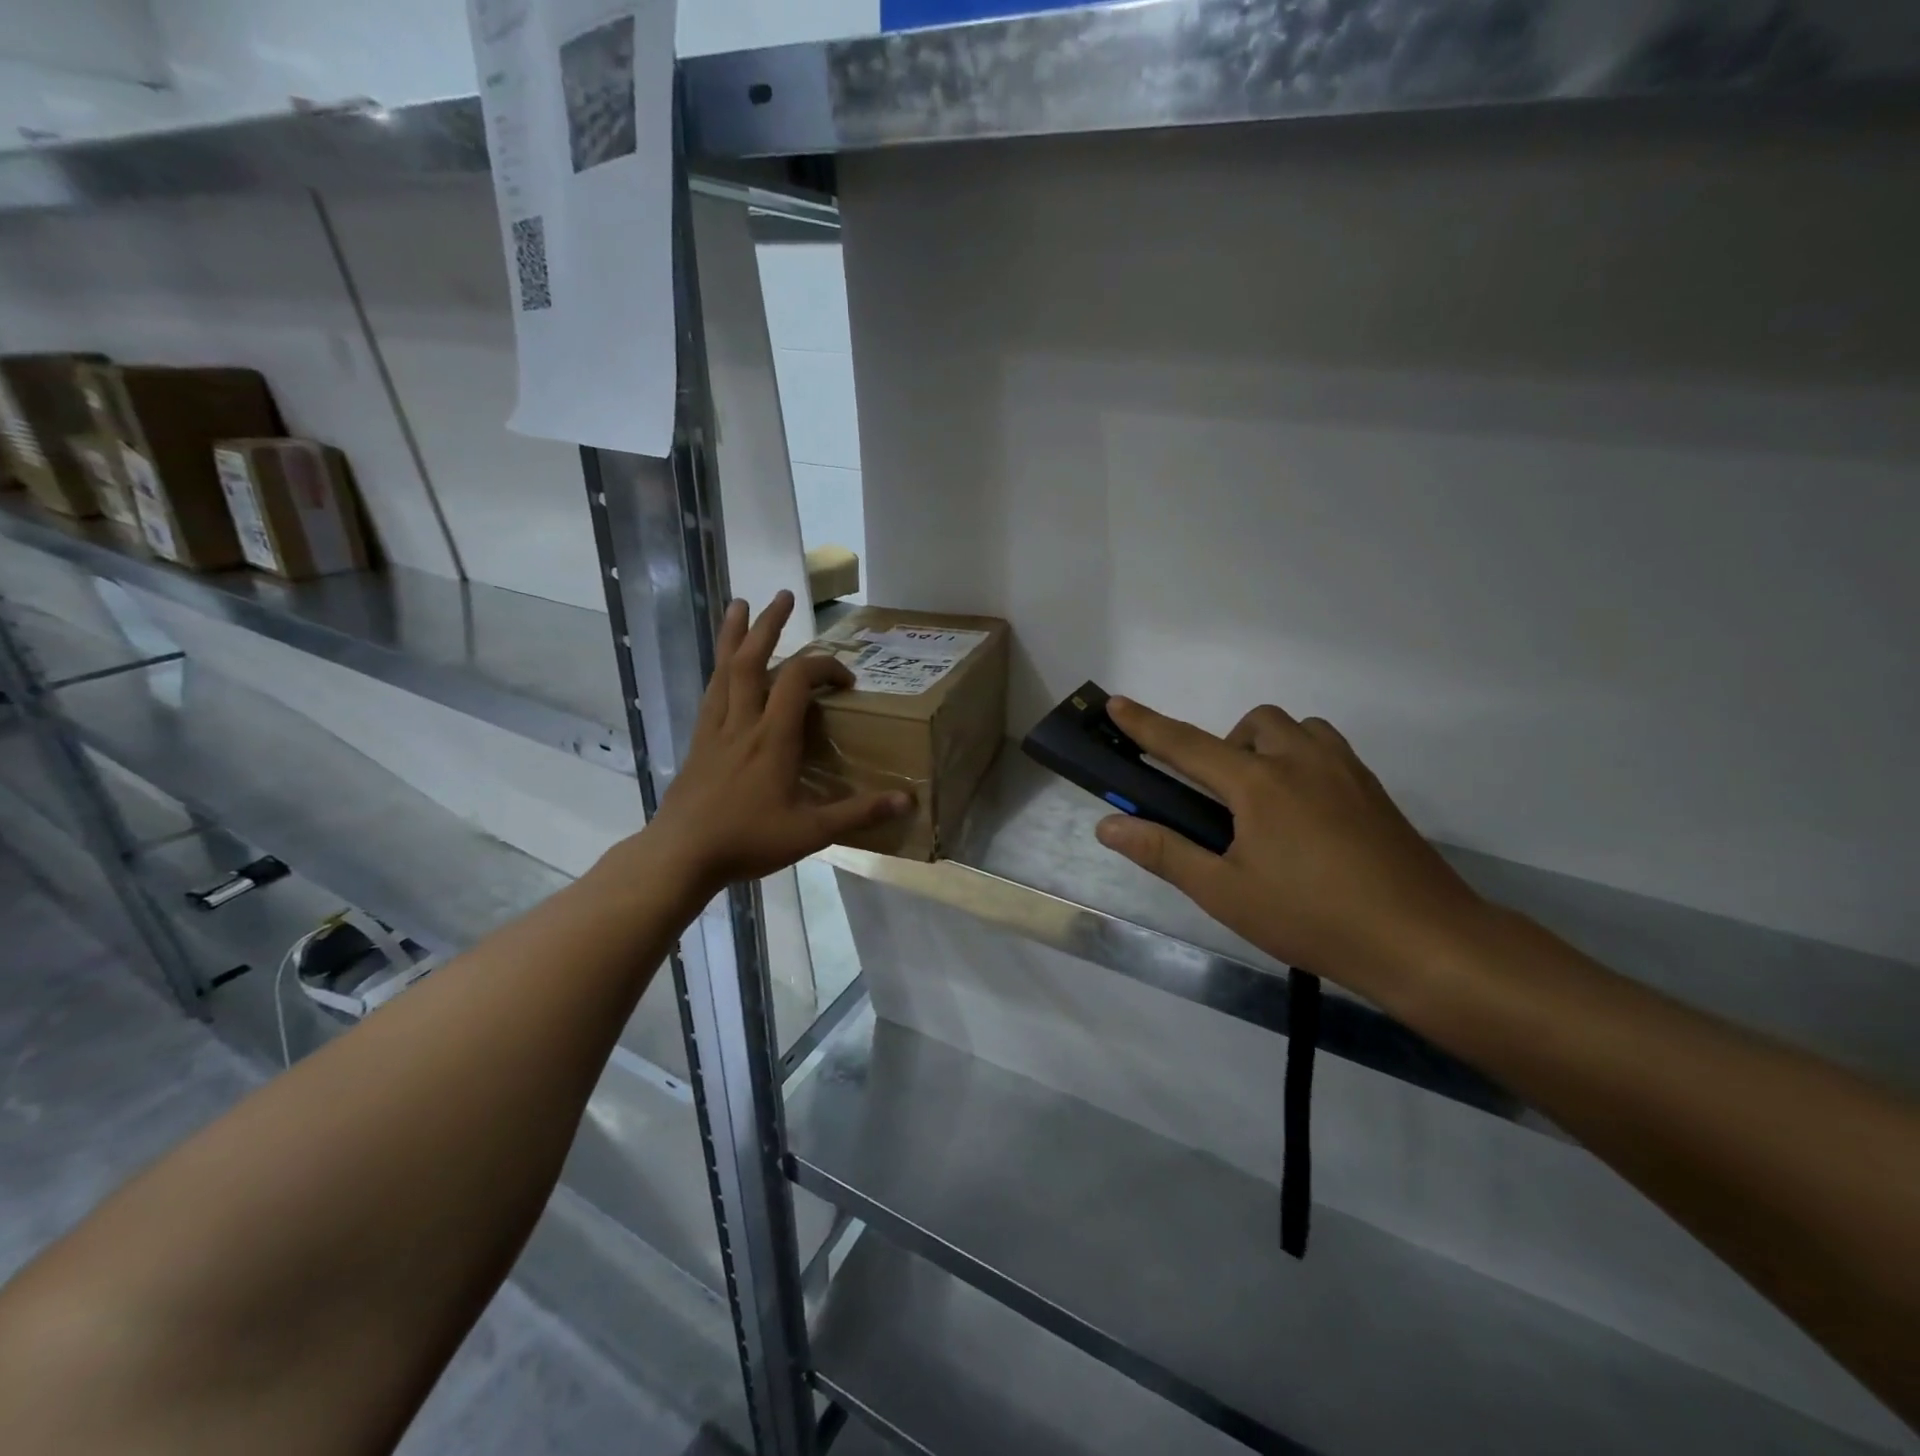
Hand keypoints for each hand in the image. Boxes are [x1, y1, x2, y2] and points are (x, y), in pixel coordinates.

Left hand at [640, 593, 910, 899]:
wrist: (681, 855)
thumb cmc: (747, 841)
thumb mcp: (811, 833)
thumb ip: (858, 813)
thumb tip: (907, 800)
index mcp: (772, 738)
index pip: (799, 681)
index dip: (825, 667)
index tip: (847, 681)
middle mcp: (742, 723)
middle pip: (752, 660)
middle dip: (768, 624)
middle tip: (783, 596)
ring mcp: (715, 730)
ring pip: (724, 671)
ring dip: (734, 635)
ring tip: (739, 605)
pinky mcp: (698, 742)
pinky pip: (710, 693)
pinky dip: (719, 670)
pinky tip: (722, 667)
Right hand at [1094, 698, 1487, 998]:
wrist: (1424, 940)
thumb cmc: (1312, 917)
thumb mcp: (1226, 893)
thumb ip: (1165, 852)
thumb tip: (1109, 826)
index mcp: (1259, 784)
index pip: (1187, 744)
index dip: (1147, 725)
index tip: (1116, 703)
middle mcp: (1302, 761)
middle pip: (1253, 723)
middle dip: (1225, 744)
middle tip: (1220, 798)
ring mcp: (1346, 771)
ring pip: (1298, 729)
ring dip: (1268, 747)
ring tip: (1263, 802)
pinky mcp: (1375, 790)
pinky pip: (1328, 750)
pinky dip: (1302, 761)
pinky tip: (1306, 816)